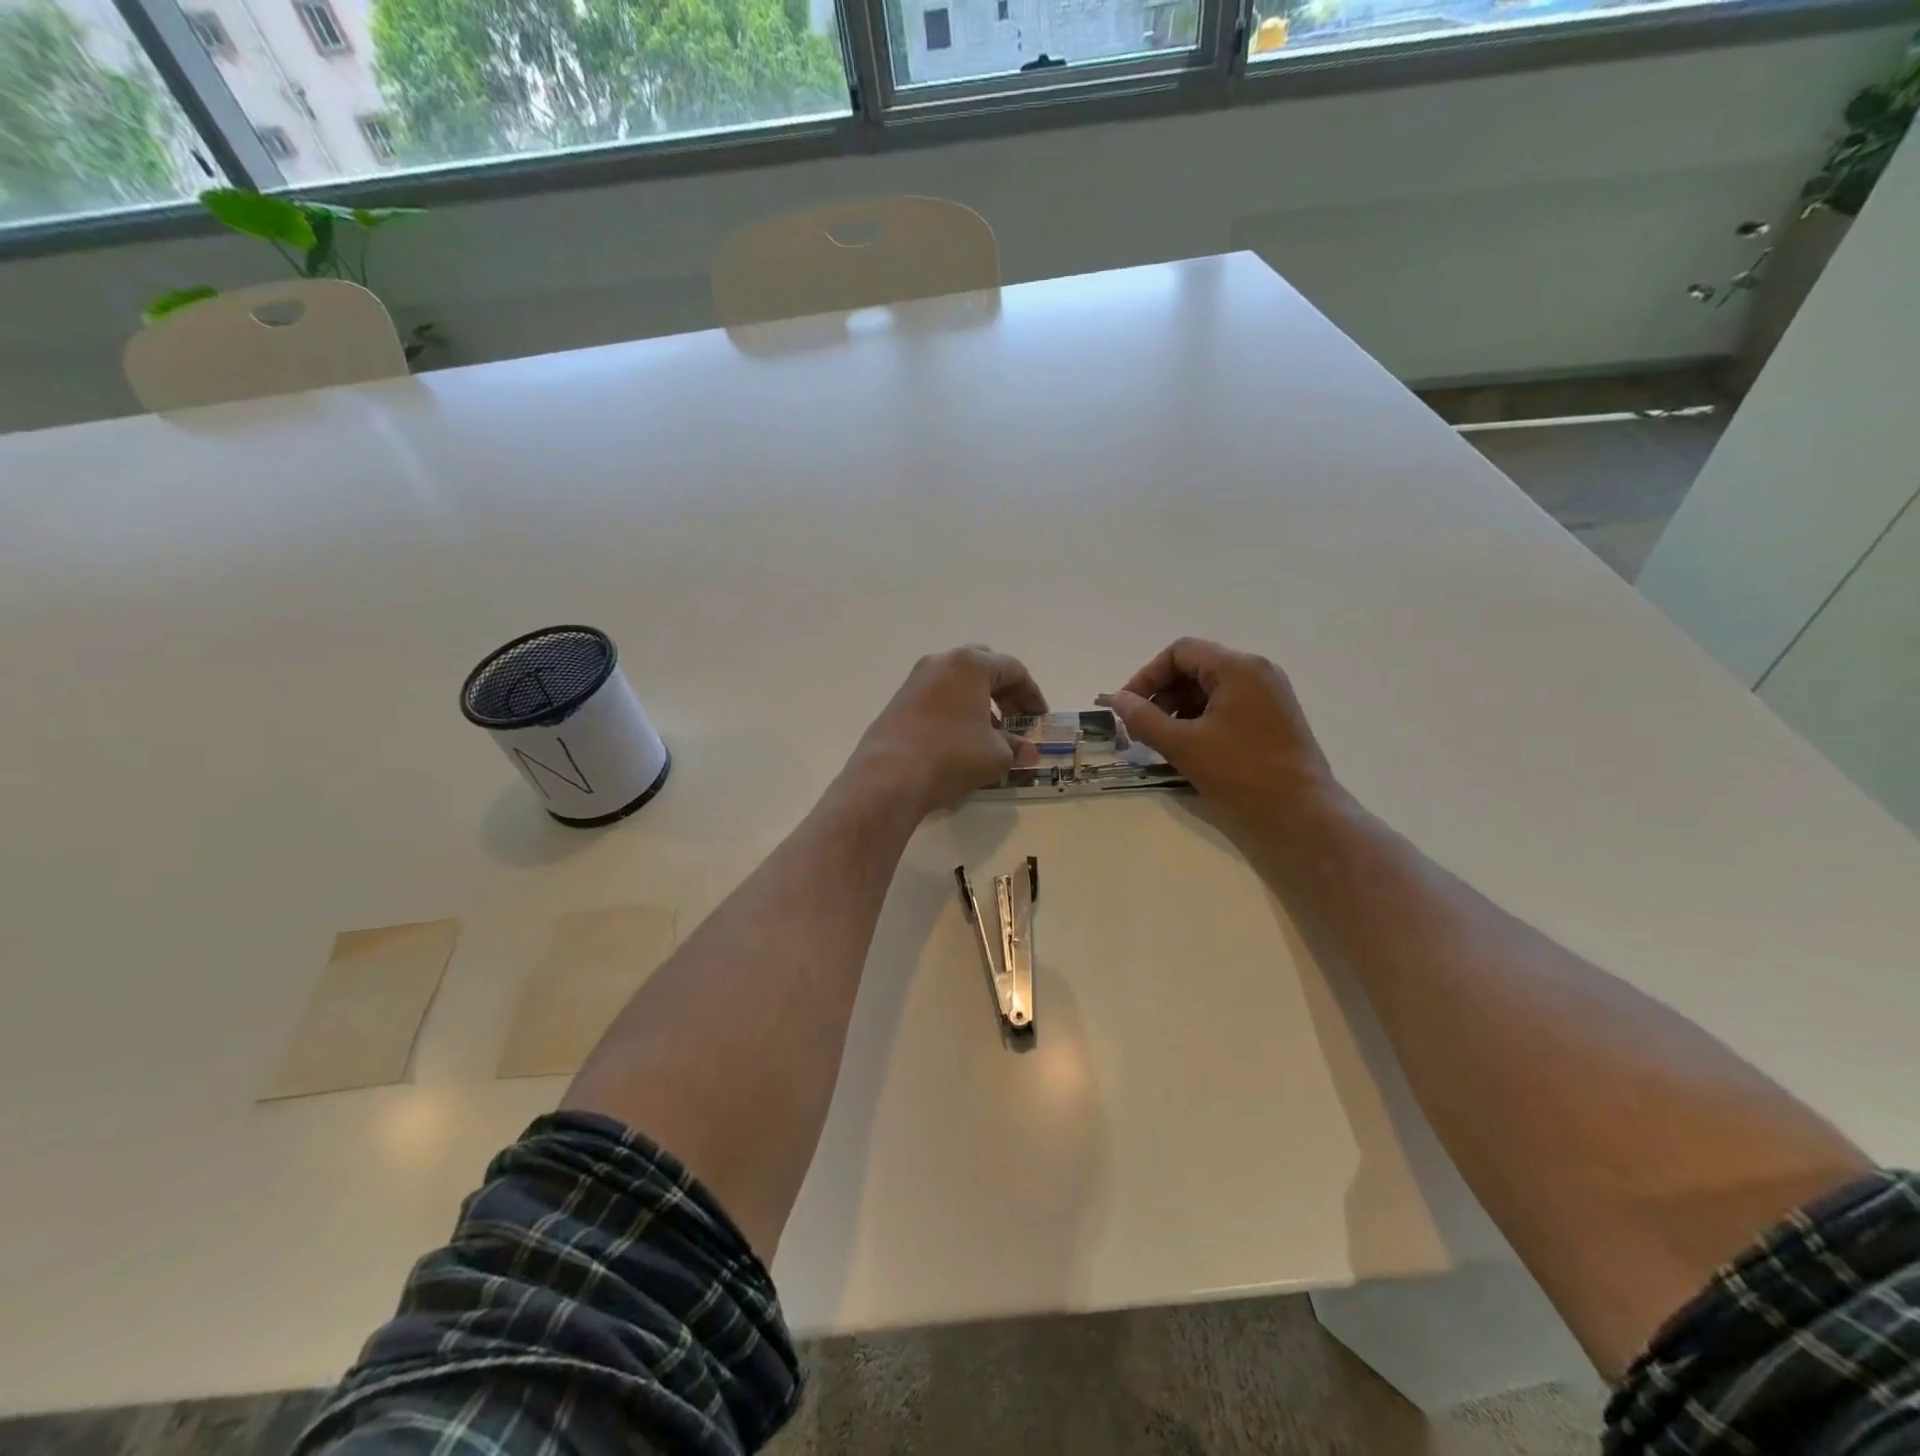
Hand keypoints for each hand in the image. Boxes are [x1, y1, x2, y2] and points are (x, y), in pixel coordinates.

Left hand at [847, 647, 1047, 816]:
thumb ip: (1016, 747)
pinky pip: (938, 696)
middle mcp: (942, 662)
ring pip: (958, 682)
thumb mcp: (996, 755)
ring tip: (989, 734)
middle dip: (1004, 692)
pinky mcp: (899, 700)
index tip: (1039, 720)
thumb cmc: (952, 755)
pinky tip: (961, 739)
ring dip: (979, 702)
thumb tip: (1028, 752)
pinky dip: (956, 710)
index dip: (1032, 695)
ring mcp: (916, 679)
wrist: (889, 775)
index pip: (1013, 670)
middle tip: (1015, 719)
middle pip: (983, 667)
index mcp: (971, 664)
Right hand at [1109, 638, 1343, 835]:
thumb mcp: (1183, 745)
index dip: (1147, 676)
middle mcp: (1257, 673)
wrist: (1302, 815)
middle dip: (1162, 694)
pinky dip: (1202, 720)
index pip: (1180, 652)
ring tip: (1162, 742)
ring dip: (1179, 709)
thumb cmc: (1241, 773)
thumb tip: (1118, 700)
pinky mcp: (1274, 719)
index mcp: (1238, 668)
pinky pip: (1228, 707)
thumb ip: (1144, 719)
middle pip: (1196, 668)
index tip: (1128, 708)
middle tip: (1141, 729)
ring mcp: (1270, 696)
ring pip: (1211, 689)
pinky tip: (1188, 749)